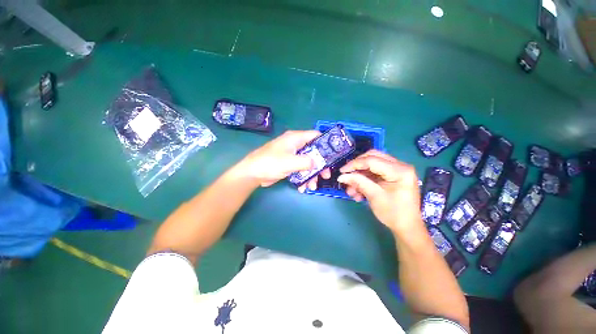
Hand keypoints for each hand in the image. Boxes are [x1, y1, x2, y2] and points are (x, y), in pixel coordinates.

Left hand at [237, 130, 330, 189]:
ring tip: (312, 187)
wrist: (253, 174)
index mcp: (295, 138)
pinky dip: (303, 178)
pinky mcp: (288, 164)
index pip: (315, 135)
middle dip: (319, 165)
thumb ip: (307, 161)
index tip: (334, 154)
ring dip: (311, 175)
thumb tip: (317, 163)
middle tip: (325, 176)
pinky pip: (300, 170)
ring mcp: (292, 155)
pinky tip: (303, 188)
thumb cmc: (270, 163)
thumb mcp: (290, 162)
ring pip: (307, 163)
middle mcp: (295, 145)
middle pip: (313, 152)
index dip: (325, 143)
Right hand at [337, 150, 421, 233]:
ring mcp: (397, 170)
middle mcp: (400, 166)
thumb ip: (358, 182)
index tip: (341, 171)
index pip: (372, 160)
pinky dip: (364, 180)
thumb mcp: (374, 196)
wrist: (407, 227)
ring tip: (352, 191)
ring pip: (372, 165)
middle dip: (357, 167)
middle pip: (372, 157)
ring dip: (360, 175)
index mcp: (400, 170)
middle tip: (347, 175)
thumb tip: (341, 176)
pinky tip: (358, 192)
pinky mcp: (392, 176)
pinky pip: (374, 173)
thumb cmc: (394, 213)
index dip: (354, 164)